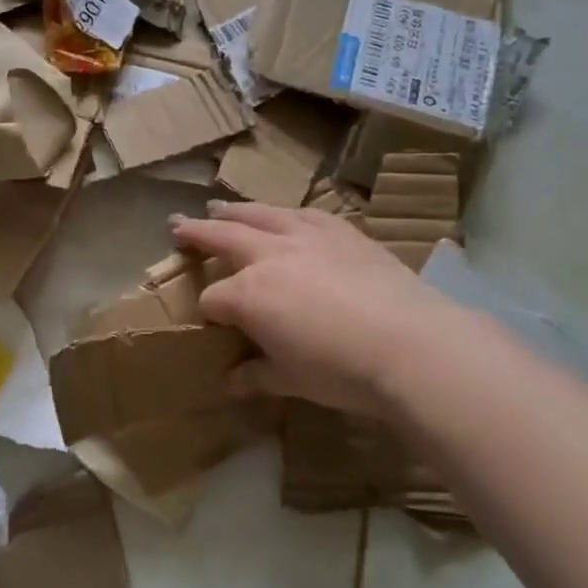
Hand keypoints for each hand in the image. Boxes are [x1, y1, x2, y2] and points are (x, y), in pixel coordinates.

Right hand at [170, 201, 461, 416]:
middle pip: (221, 237)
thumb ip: (256, 375)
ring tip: (220, 205)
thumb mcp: (291, 380)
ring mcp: (304, 237)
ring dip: (235, 210)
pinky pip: (303, 213)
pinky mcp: (340, 231)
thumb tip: (231, 382)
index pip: (212, 299)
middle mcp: (268, 255)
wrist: (409, 344)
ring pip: (259, 214)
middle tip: (177, 224)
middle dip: (197, 233)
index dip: (208, 313)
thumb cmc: (341, 370)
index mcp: (247, 295)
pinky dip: (284, 213)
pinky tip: (284, 214)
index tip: (212, 324)